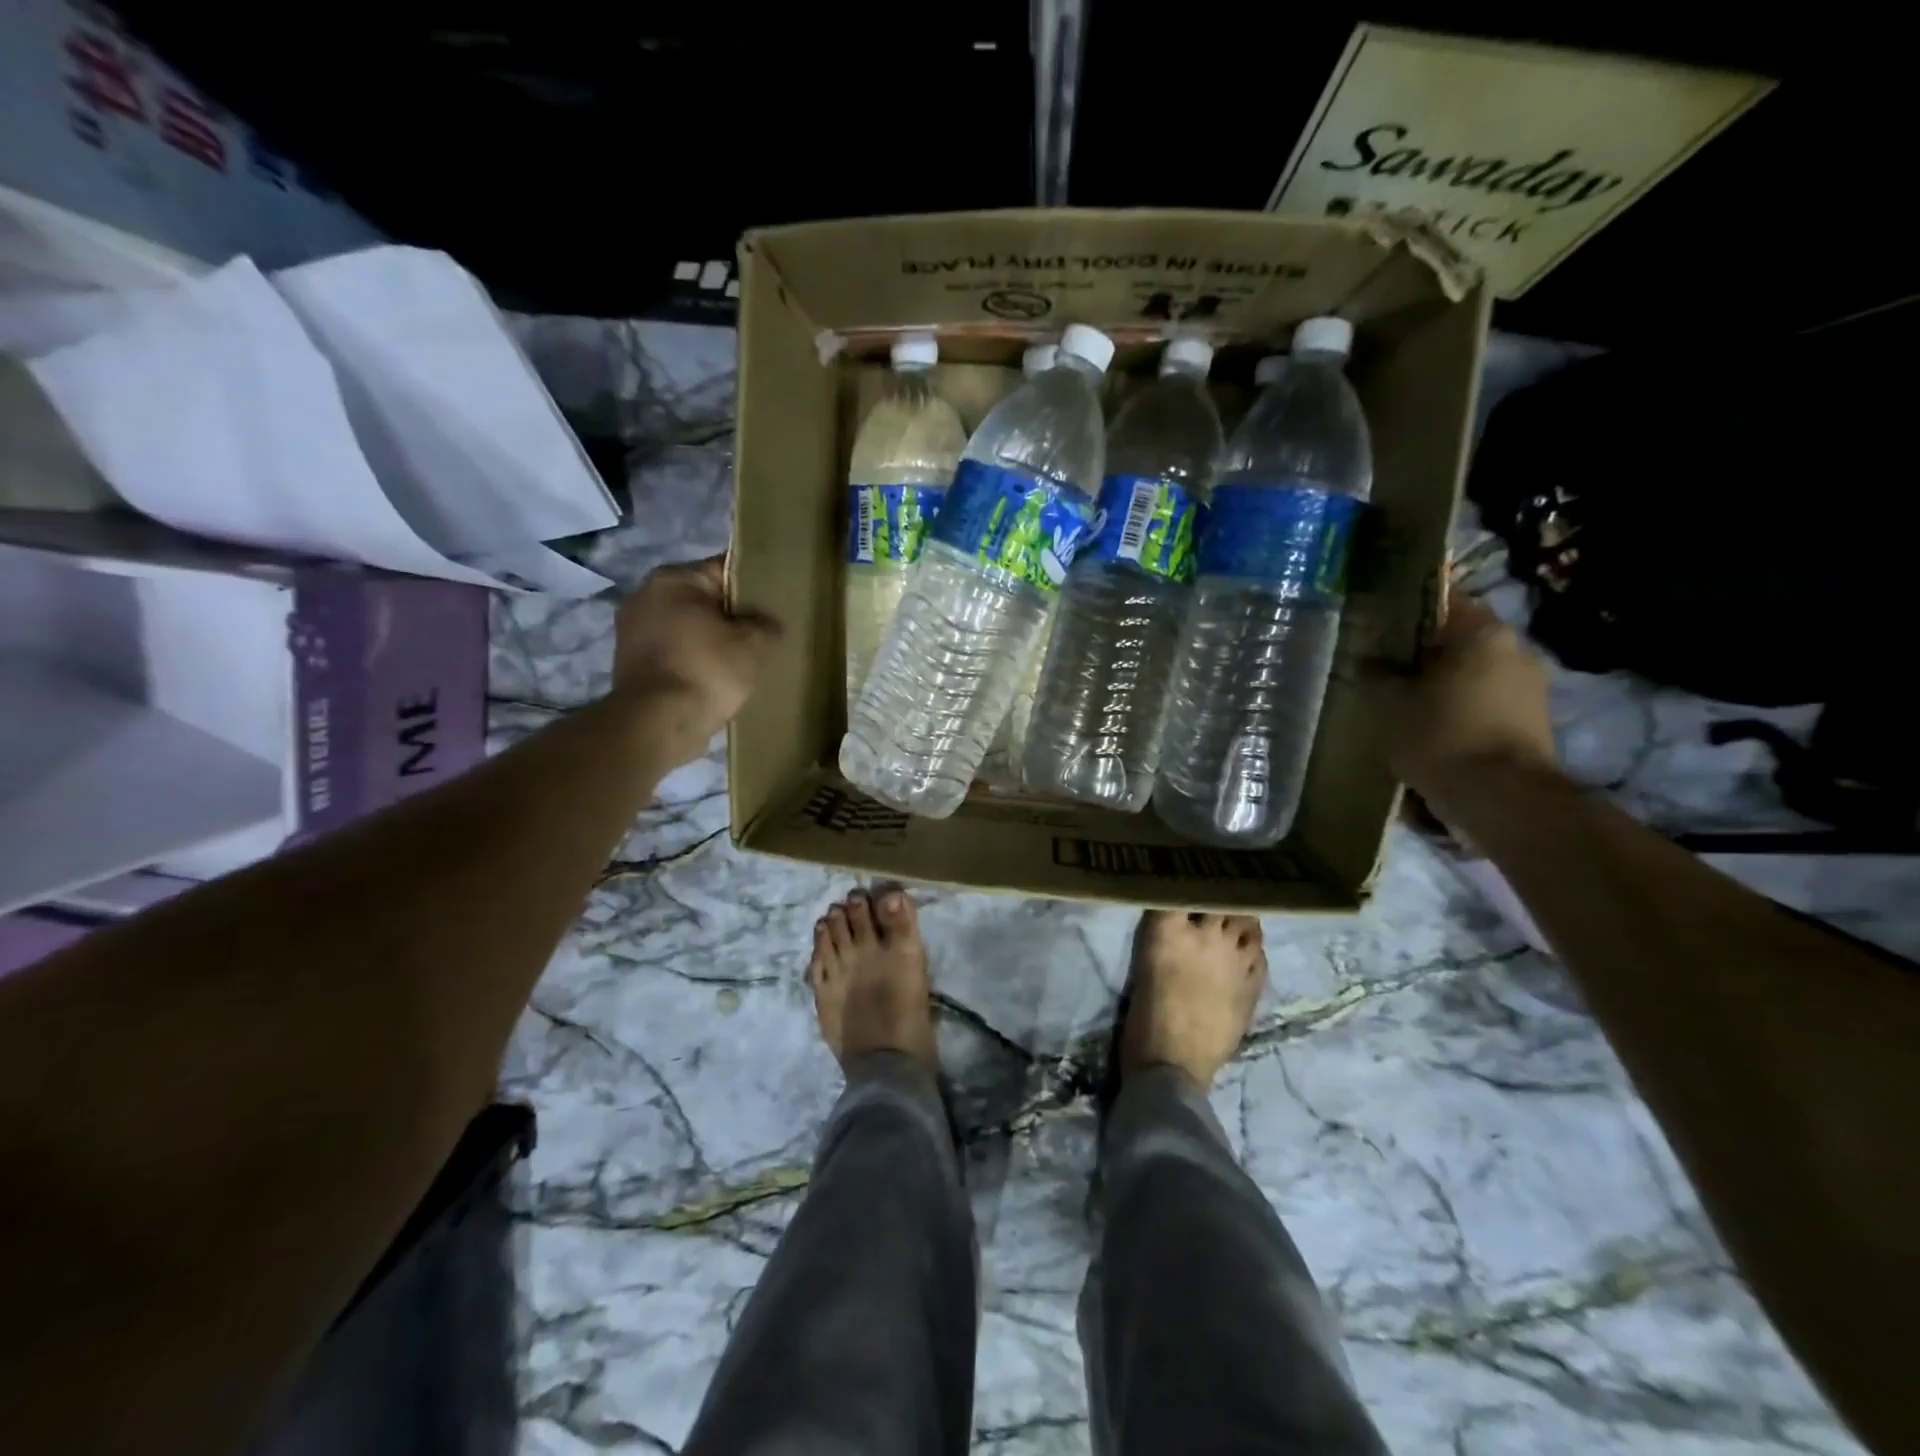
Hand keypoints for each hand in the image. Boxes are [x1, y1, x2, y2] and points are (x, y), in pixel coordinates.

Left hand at [611, 557, 779, 757]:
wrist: (657, 723)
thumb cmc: (707, 670)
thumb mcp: (754, 645)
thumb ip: (766, 625)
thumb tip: (765, 624)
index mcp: (674, 578)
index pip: (725, 570)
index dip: (754, 589)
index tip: (773, 608)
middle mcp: (645, 595)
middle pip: (702, 599)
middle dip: (729, 617)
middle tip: (760, 638)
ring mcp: (631, 630)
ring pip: (686, 627)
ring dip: (708, 641)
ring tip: (738, 663)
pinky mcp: (629, 662)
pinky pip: (673, 652)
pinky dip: (691, 661)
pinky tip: (713, 679)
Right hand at [1364, 594, 1556, 796]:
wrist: (1501, 797)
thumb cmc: (1440, 735)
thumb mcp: (1390, 704)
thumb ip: (1376, 675)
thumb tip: (1366, 660)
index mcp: (1483, 632)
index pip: (1443, 601)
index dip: (1408, 611)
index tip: (1381, 624)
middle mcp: (1515, 648)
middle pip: (1461, 637)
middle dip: (1425, 650)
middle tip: (1387, 665)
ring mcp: (1531, 684)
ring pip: (1475, 669)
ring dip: (1444, 680)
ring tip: (1407, 698)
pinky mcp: (1533, 717)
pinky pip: (1487, 697)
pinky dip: (1461, 703)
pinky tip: (1433, 722)